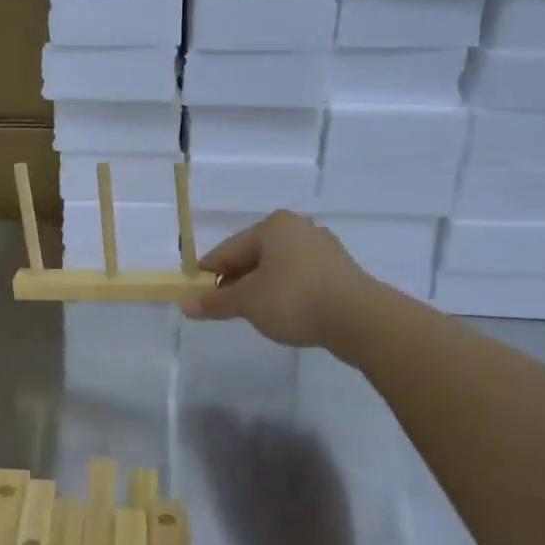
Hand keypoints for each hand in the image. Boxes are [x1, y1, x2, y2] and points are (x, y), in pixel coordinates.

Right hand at [180, 211, 370, 348]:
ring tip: (254, 314)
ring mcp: (322, 247)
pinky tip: (283, 312)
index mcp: (272, 226)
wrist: (360, 319)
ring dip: (261, 288)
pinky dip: (285, 292)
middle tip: (225, 308)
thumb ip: (215, 302)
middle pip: (253, 256)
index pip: (227, 250)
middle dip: (236, 281)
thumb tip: (185, 305)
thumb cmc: (294, 299)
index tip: (196, 296)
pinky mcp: (339, 269)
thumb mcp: (247, 302)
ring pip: (277, 267)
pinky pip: (299, 277)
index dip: (208, 275)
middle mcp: (298, 227)